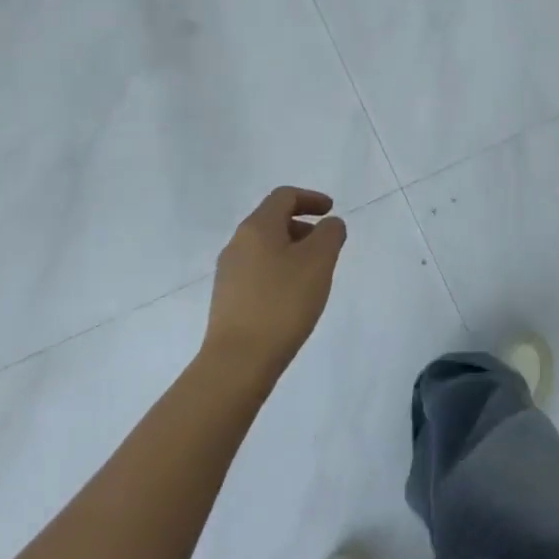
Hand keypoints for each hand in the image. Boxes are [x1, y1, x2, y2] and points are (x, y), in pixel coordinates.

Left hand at [202, 187, 345, 379]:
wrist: (238, 362)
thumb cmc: (283, 302)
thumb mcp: (319, 261)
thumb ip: (330, 233)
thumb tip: (329, 225)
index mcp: (257, 227)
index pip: (284, 196)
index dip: (311, 198)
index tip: (331, 211)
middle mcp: (237, 243)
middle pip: (272, 220)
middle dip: (302, 226)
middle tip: (325, 245)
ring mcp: (228, 272)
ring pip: (264, 247)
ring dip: (291, 250)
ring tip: (312, 274)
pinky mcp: (227, 299)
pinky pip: (257, 270)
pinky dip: (278, 270)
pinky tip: (291, 296)